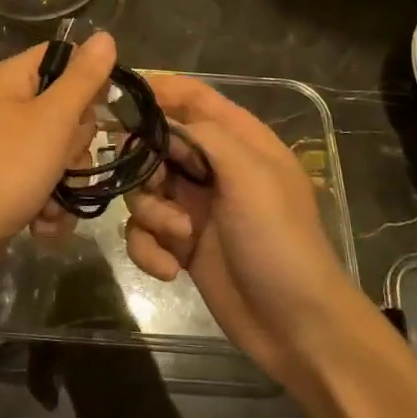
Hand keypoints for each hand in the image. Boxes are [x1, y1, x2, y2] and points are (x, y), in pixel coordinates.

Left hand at [0, 32, 116, 294]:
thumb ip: (83, 79)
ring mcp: (2, 148)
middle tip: (65, 161)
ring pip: (58, 153)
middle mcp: (4, 108)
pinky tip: (42, 226)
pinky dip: (47, 206)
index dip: (87, 79)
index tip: (103, 109)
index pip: (60, 57)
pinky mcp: (2, 183)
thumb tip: (105, 36)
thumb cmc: (4, 171)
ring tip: (51, 205)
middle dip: (76, 146)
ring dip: (65, 184)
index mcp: (9, 81)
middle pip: (65, 110)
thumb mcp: (52, 120)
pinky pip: (41, 184)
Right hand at [124, 75, 356, 385]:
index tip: (119, 96)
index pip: (194, 97)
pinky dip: (148, 249)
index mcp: (240, 142)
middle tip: (155, 184)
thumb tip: (163, 123)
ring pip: (142, 190)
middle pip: (156, 144)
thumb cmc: (280, 241)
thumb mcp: (252, 176)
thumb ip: (206, 136)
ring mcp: (194, 207)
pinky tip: (170, 270)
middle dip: (145, 164)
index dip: (159, 90)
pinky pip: (142, 232)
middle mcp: (213, 168)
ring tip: (178, 236)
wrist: (297, 327)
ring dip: (150, 213)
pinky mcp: (179, 244)